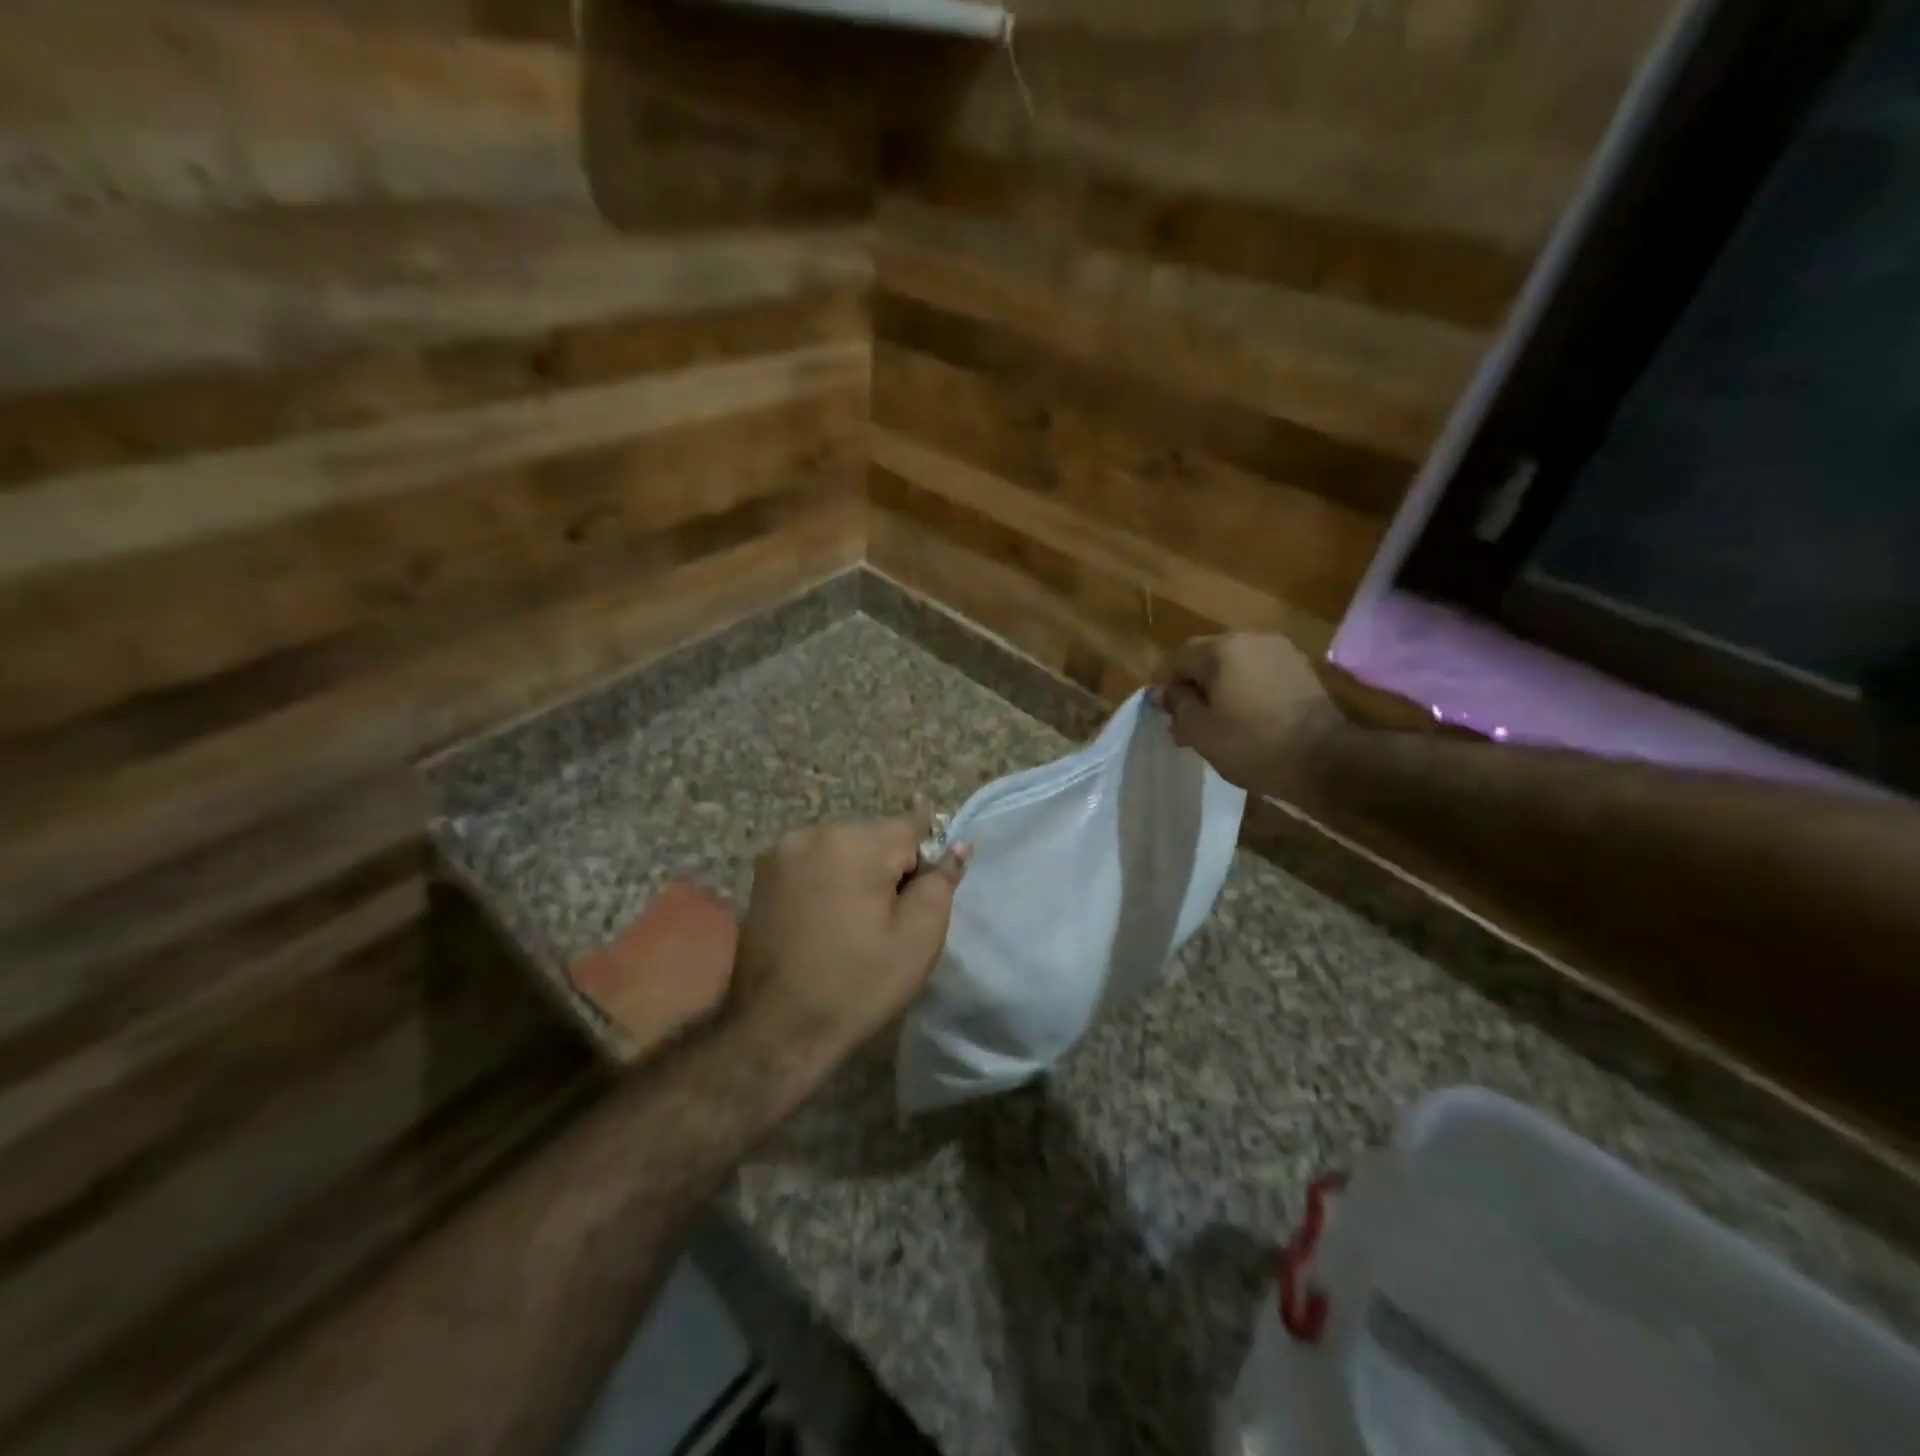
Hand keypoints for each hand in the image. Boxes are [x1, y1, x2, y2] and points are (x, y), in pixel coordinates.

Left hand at [733, 820, 969, 1062]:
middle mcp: (814, 833)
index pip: (912, 829)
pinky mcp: (762, 876)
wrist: (778, 1029)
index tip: (911, 909)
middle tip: (884, 924)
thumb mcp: (919, 936)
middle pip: (874, 837)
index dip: (921, 868)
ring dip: (855, 875)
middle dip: (887, 869)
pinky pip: (813, 865)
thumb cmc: (857, 983)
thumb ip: (942, 880)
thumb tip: (959, 845)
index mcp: (854, 841)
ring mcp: (781, 852)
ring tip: (851, 926)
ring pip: (843, 850)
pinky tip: (823, 925)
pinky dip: (826, 884)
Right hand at [1151, 634, 1333, 790]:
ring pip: (1237, 664)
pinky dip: (1249, 689)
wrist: (1324, 759)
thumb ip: (1176, 704)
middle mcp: (1252, 639)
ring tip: (1220, 720)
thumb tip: (1160, 691)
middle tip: (1190, 719)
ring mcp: (1282, 652)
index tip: (1165, 713)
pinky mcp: (1302, 670)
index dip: (1168, 684)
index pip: (1180, 657)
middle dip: (1196, 684)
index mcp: (1222, 649)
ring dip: (1223, 686)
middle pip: (1210, 656)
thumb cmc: (1251, 744)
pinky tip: (1249, 717)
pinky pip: (1262, 673)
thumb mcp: (1199, 730)